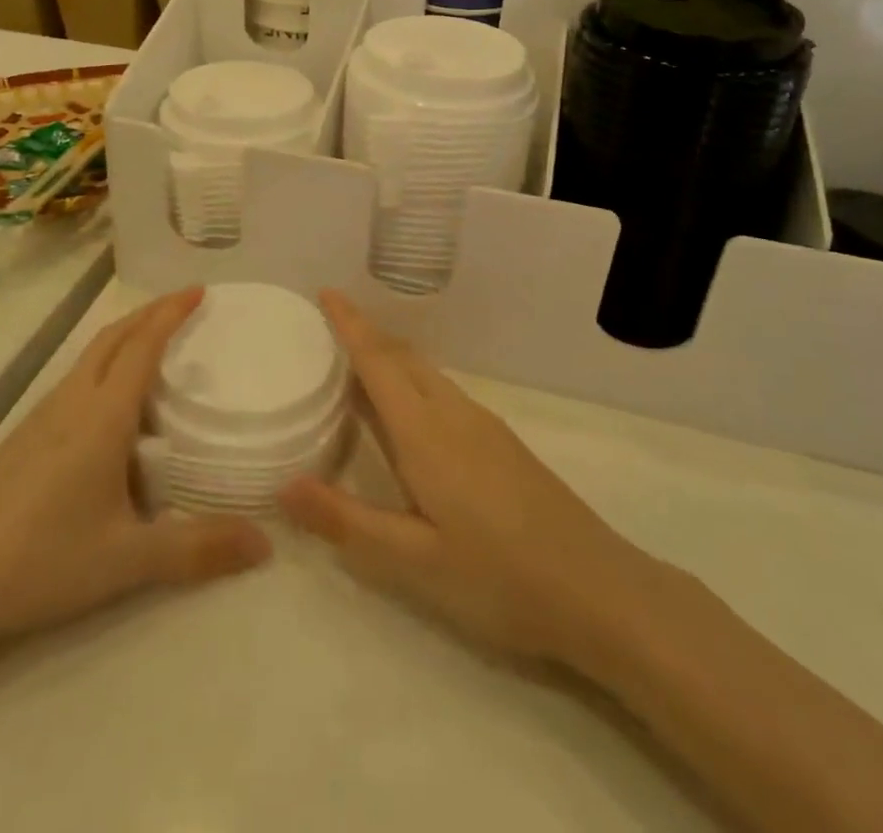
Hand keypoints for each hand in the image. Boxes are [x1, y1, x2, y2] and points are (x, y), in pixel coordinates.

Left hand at [0, 289, 271, 659]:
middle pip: (113, 337)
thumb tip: (266, 543)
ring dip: (125, 335)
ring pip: (90, 355)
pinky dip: (104, 362)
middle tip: (184, 303)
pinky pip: (75, 378)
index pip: (142, 345)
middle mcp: (72, 402)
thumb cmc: (43, 560)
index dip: (171, 313)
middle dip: (150, 312)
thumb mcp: (128, 560)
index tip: (199, 290)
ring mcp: (42, 416)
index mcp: (102, 416)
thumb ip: (198, 549)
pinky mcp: (23, 436)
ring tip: (154, 342)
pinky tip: (110, 401)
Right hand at [280, 292, 645, 664]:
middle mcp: (453, 413)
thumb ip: (345, 520)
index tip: (326, 291)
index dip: (350, 323)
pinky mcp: (502, 443)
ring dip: (390, 359)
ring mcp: (483, 425)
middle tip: (328, 329)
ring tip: (357, 367)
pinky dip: (413, 383)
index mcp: (425, 431)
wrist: (599, 591)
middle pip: (402, 357)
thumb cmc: (499, 576)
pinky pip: (444, 393)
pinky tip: (409, 415)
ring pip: (426, 374)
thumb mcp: (413, 560)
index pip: (378, 361)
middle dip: (366, 334)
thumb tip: (283, 484)